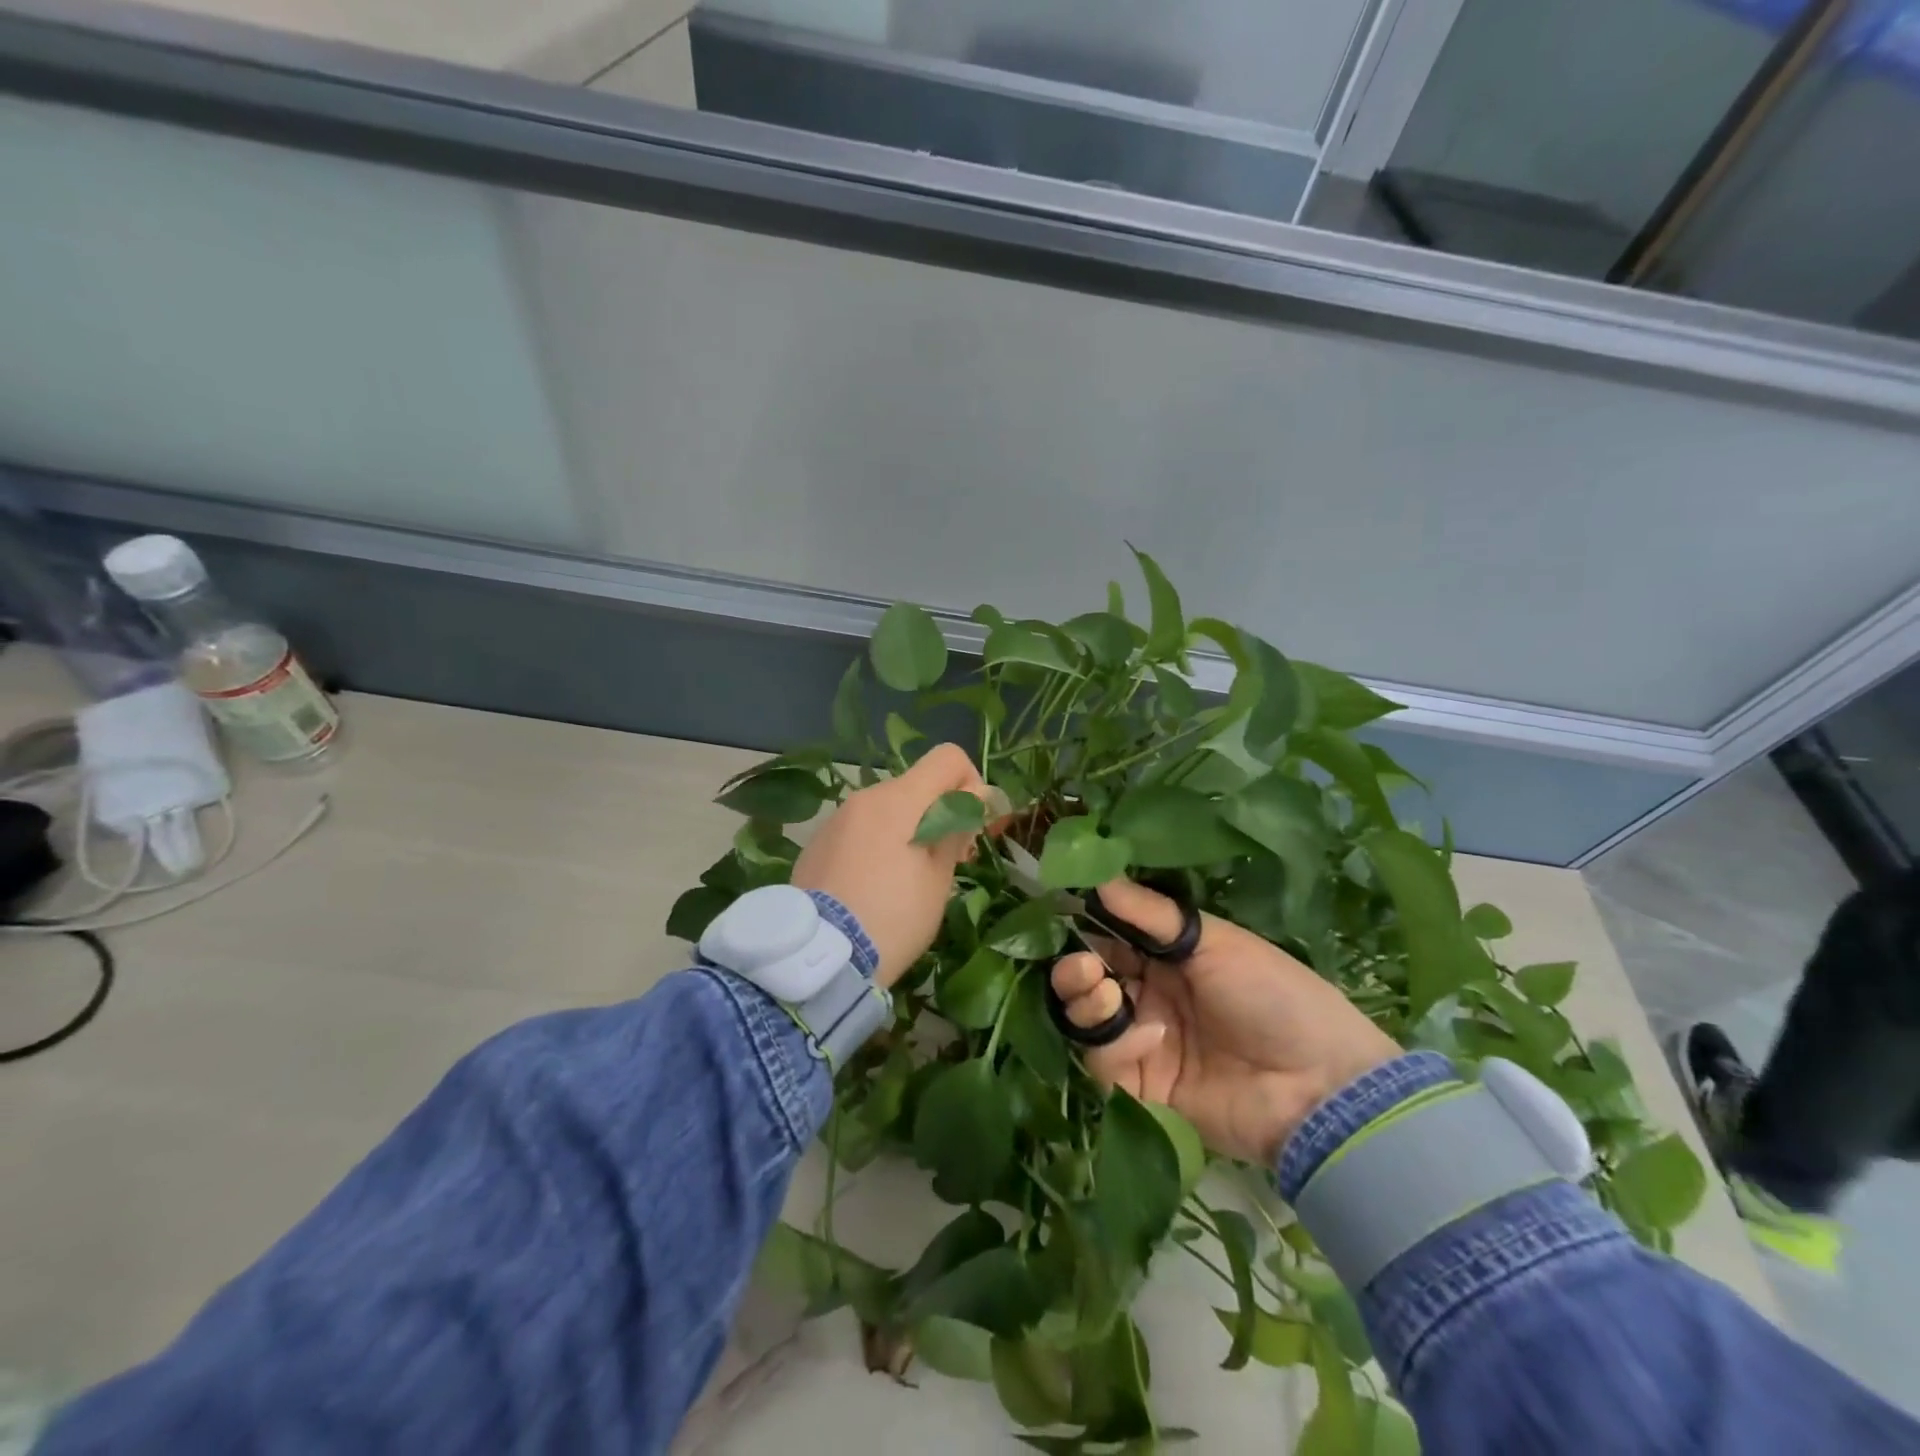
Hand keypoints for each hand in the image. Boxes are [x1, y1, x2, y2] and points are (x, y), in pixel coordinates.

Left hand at [792, 743, 989, 989]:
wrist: (819, 957)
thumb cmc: (893, 918)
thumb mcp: (938, 879)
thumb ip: (956, 827)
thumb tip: (971, 796)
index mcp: (899, 800)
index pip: (947, 758)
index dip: (969, 783)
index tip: (969, 825)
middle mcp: (865, 797)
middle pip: (917, 786)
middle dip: (938, 814)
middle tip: (946, 863)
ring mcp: (837, 819)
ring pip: (887, 809)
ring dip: (907, 831)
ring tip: (905, 883)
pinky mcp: (817, 842)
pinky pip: (860, 830)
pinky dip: (876, 845)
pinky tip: (872, 888)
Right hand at [1051, 880, 1400, 1164]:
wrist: (1318, 1085)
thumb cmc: (1271, 995)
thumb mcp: (1214, 941)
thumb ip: (1150, 913)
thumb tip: (1097, 874)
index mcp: (1168, 959)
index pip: (1110, 938)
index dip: (1086, 928)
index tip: (1065, 914)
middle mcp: (1150, 997)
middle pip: (1090, 980)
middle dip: (1076, 969)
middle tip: (1084, 966)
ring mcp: (1145, 1043)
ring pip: (1088, 1020)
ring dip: (1085, 1001)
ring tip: (1103, 991)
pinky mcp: (1143, 1088)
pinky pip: (1106, 1063)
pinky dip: (1117, 1046)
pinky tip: (1151, 1037)